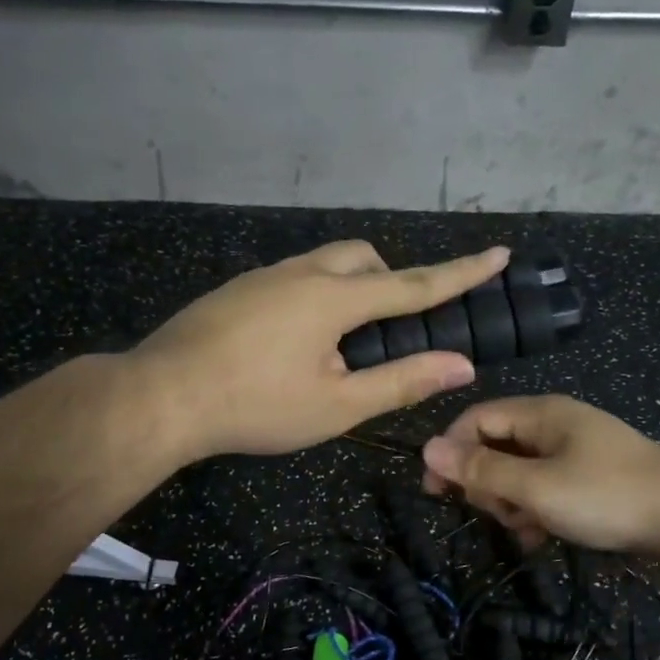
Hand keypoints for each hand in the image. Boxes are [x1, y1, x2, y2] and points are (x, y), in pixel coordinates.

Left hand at [133, 240, 509, 459]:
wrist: (161, 396)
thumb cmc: (255, 406)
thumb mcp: (337, 406)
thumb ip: (401, 382)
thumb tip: (461, 366)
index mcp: (334, 298)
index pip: (413, 283)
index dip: (461, 272)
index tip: (498, 253)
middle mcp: (301, 272)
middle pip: (363, 258)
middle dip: (390, 281)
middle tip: (389, 330)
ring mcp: (263, 277)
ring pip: (324, 264)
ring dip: (350, 290)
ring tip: (340, 345)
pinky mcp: (237, 290)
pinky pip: (293, 279)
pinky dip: (315, 298)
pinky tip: (294, 344)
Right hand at [421, 395, 659, 553]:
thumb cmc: (606, 496)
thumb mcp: (536, 486)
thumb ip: (481, 469)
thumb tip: (426, 449)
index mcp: (541, 414)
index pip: (476, 419)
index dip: (450, 450)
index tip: (435, 491)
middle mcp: (555, 425)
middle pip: (497, 446)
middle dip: (486, 482)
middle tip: (494, 513)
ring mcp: (576, 451)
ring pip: (520, 471)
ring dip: (511, 501)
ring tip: (524, 529)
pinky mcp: (591, 477)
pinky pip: (546, 487)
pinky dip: (536, 509)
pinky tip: (540, 537)